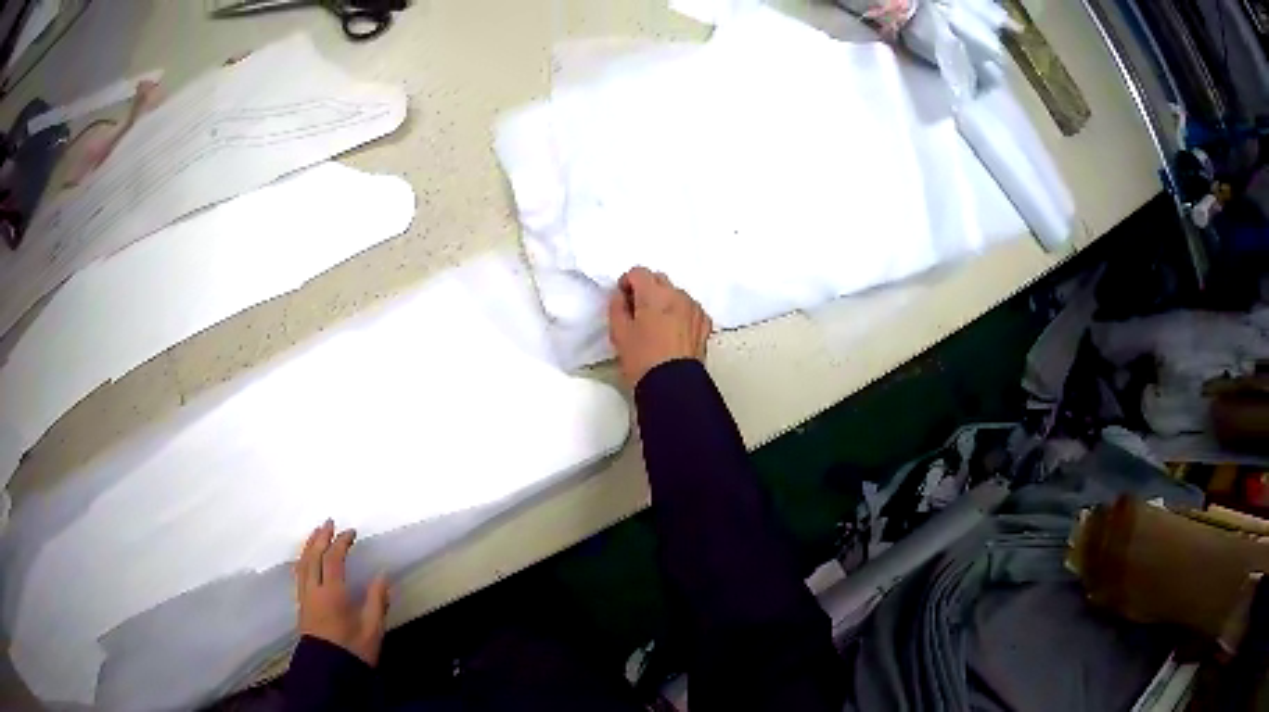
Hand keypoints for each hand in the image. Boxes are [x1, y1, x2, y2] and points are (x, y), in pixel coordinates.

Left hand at [294, 520, 390, 665]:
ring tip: (316, 534)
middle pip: (313, 556)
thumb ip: (377, 600)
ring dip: (309, 545)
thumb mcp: (372, 629)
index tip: (351, 532)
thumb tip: (382, 575)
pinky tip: (306, 559)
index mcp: (332, 593)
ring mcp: (305, 597)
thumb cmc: (353, 650)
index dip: (341, 542)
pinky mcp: (301, 605)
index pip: (333, 559)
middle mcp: (314, 590)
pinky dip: (303, 560)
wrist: (328, 671)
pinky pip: (299, 574)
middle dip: (321, 537)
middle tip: (329, 522)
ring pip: (303, 564)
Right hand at [608, 267, 712, 387]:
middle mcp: (678, 295)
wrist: (673, 386)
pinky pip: (690, 309)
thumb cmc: (641, 359)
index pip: (638, 272)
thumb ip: (617, 306)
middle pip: (659, 279)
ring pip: (676, 294)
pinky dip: (681, 313)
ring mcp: (694, 308)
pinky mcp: (705, 324)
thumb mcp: (619, 333)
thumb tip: (621, 295)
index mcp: (654, 294)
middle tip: (637, 312)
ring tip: (656, 325)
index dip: (627, 283)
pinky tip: (673, 332)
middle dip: (647, 290)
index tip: (622, 299)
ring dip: (665, 301)